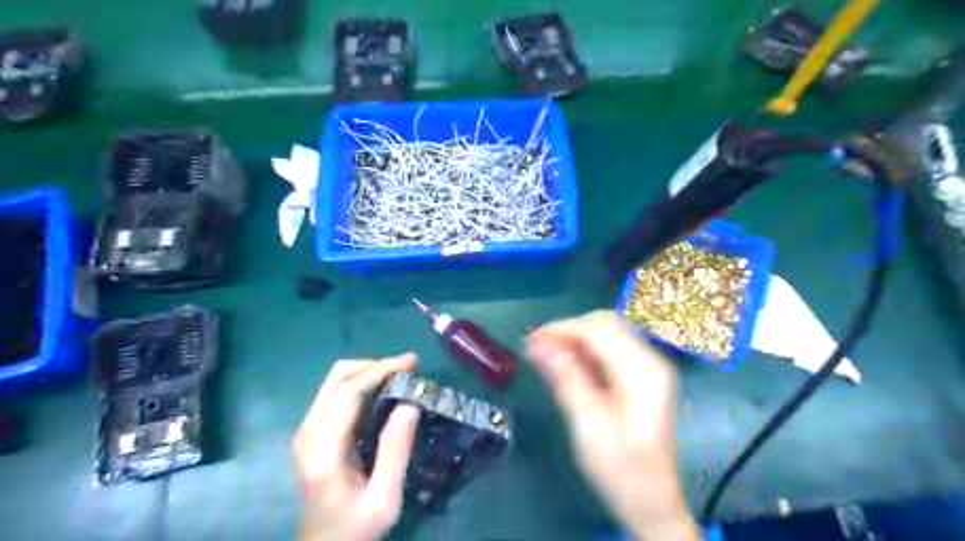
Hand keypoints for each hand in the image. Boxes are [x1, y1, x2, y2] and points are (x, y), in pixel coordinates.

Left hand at [295, 355, 421, 540]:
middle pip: (338, 376)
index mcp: (323, 448)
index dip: (381, 369)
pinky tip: (384, 392)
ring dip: (369, 372)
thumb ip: (396, 449)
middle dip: (375, 365)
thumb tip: (411, 402)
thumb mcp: (384, 497)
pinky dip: (362, 384)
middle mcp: (309, 431)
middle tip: (408, 368)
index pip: (349, 391)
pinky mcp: (313, 432)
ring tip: (400, 377)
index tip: (412, 362)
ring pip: (336, 381)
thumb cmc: (355, 528)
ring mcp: (308, 430)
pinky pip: (337, 393)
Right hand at [527, 313, 702, 540]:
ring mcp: (647, 367)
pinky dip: (583, 351)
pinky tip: (565, 366)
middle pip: (605, 324)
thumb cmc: (621, 472)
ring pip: (605, 333)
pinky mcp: (640, 375)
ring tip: (545, 356)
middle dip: (568, 330)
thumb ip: (567, 381)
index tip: (531, 339)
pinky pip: (608, 349)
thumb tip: (540, 345)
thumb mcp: (589, 428)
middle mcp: (651, 361)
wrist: (651, 503)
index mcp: (644, 372)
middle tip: (537, 348)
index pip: (599, 331)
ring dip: (573, 339)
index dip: (562, 329)